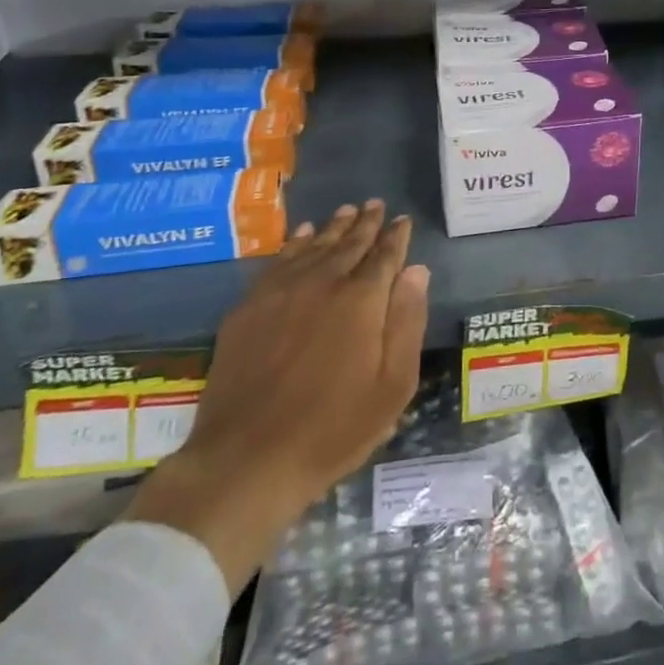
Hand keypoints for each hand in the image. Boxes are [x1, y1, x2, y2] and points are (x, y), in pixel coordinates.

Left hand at [128, 200, 429, 594]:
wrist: (247, 459)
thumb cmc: (333, 429)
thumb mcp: (392, 386)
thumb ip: (407, 322)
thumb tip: (416, 270)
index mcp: (362, 300)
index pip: (385, 256)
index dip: (396, 236)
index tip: (403, 220)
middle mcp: (323, 282)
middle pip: (349, 243)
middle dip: (366, 223)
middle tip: (376, 205)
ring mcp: (281, 291)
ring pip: (314, 246)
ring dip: (333, 227)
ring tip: (346, 210)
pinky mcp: (249, 307)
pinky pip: (278, 261)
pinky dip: (294, 243)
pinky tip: (302, 235)